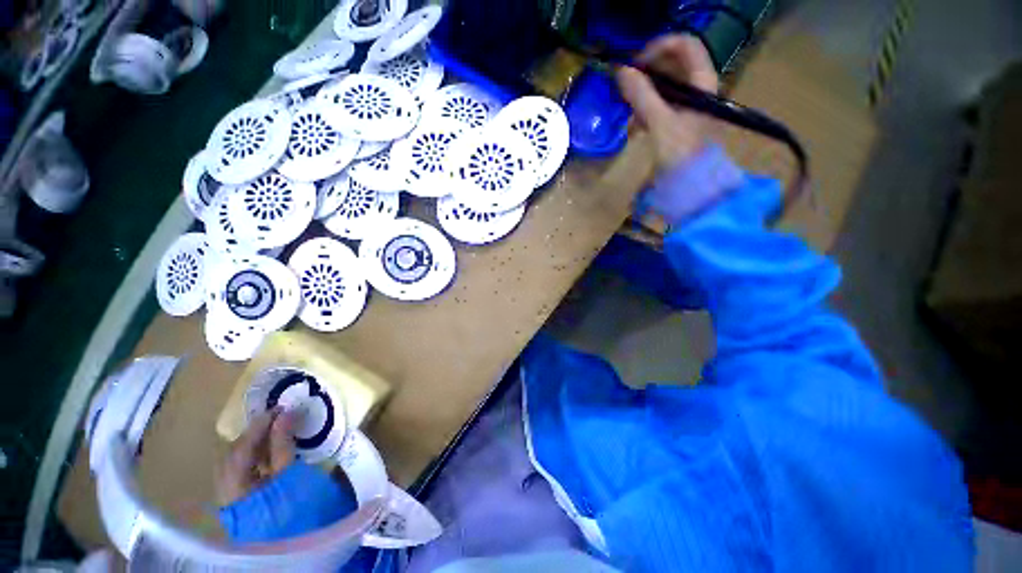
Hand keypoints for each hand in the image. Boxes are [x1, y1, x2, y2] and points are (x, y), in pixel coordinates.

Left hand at [216, 409, 297, 505]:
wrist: (296, 540)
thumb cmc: (297, 507)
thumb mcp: (292, 475)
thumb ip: (284, 444)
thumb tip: (284, 414)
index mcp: (235, 488)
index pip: (240, 449)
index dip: (258, 426)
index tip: (279, 408)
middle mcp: (225, 491)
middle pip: (232, 454)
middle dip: (253, 433)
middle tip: (277, 417)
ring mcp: (230, 496)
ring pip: (234, 461)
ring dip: (253, 443)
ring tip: (275, 429)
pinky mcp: (239, 497)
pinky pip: (240, 469)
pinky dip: (253, 455)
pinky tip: (268, 449)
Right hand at [616, 35, 719, 170]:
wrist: (693, 186)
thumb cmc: (682, 154)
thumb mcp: (661, 124)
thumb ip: (642, 97)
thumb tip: (621, 72)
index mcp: (701, 82)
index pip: (684, 45)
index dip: (658, 48)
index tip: (634, 66)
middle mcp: (697, 88)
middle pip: (671, 64)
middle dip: (645, 73)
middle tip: (624, 87)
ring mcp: (687, 106)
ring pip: (662, 86)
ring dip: (641, 94)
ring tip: (626, 110)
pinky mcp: (677, 122)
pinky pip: (658, 106)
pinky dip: (644, 111)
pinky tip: (633, 127)